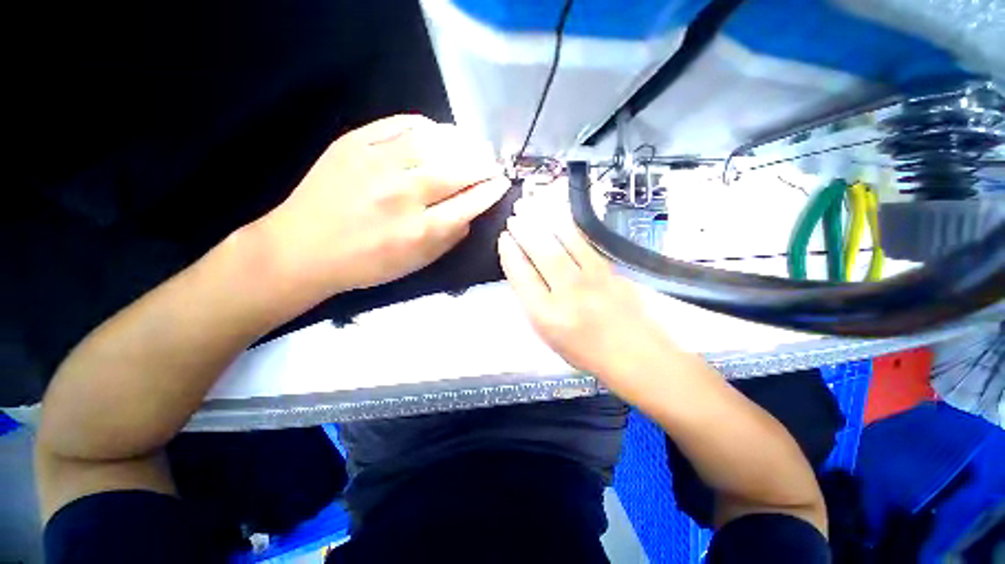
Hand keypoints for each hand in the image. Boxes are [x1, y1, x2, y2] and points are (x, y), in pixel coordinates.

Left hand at [261, 114, 509, 295]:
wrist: (302, 248)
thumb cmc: (366, 264)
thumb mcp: (416, 263)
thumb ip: (449, 239)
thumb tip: (471, 212)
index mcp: (420, 231)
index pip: (470, 203)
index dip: (491, 190)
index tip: (502, 182)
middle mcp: (404, 196)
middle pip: (457, 171)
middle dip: (483, 164)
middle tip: (492, 161)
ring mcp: (377, 165)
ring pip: (433, 142)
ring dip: (461, 141)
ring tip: (473, 143)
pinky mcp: (353, 144)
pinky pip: (398, 124)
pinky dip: (425, 125)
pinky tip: (437, 132)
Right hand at [498, 201, 681, 400]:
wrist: (633, 354)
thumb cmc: (584, 350)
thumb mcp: (548, 335)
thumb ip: (533, 302)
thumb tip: (523, 269)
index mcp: (546, 316)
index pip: (522, 277)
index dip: (510, 255)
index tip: (504, 238)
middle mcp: (567, 295)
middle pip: (541, 255)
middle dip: (524, 231)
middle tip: (515, 215)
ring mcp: (592, 280)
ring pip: (563, 243)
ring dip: (544, 221)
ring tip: (532, 204)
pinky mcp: (610, 270)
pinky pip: (585, 242)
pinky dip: (568, 226)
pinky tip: (558, 215)